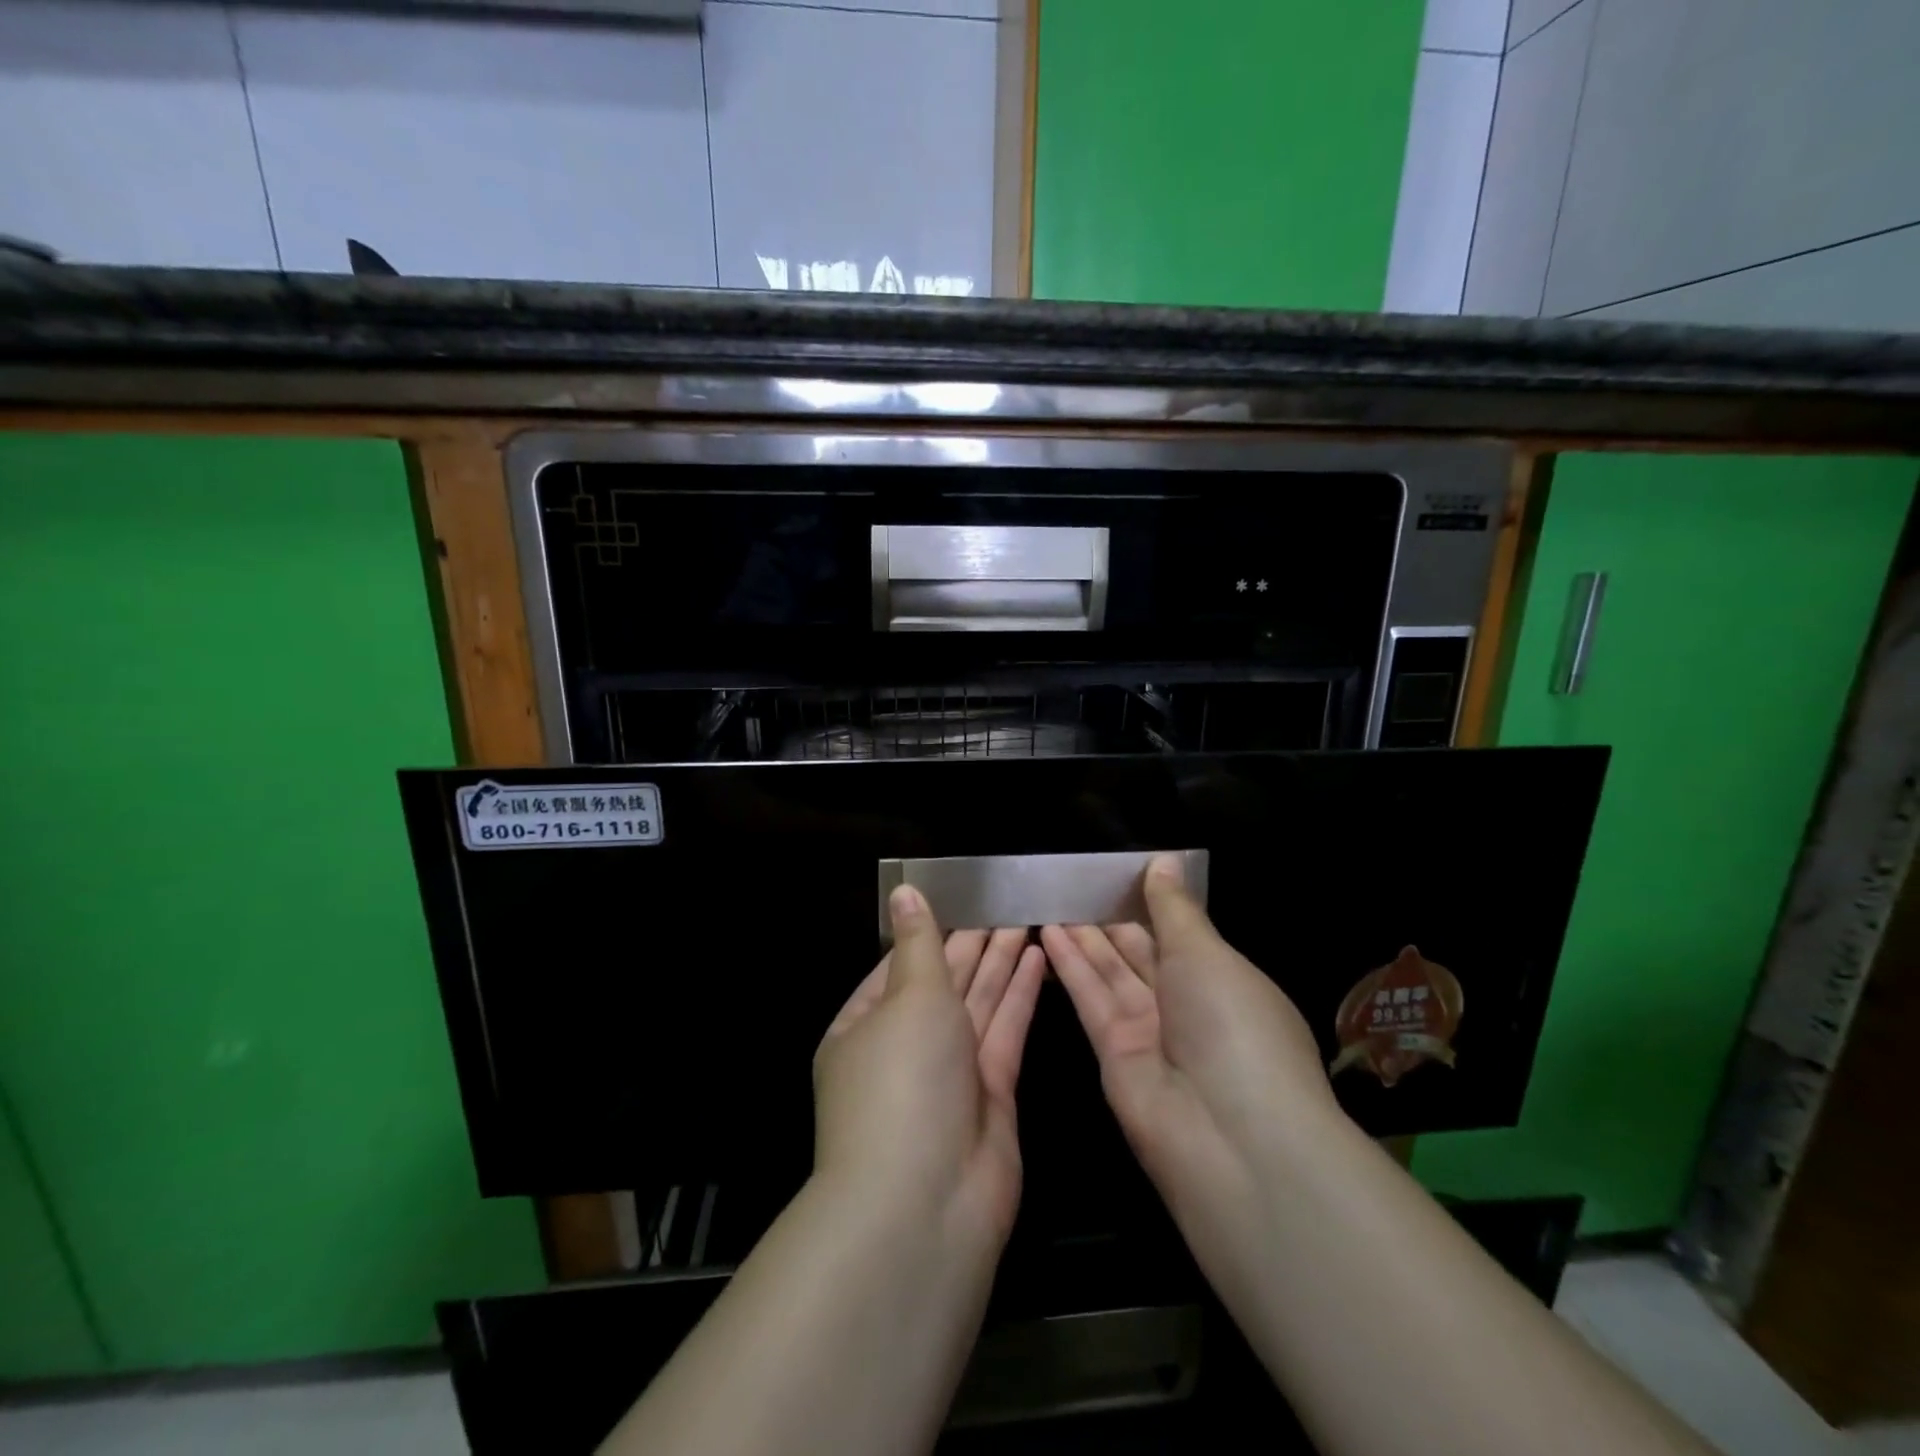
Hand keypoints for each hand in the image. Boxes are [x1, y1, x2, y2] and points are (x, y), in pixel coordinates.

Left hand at [814, 886, 1046, 1248]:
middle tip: (1005, 898)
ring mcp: (949, 1073)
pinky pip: (1005, 1030)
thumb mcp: (908, 997)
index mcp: (864, 1024)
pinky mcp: (992, 1094)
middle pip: (943, 981)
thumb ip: (919, 944)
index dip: (932, 930)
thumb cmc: (902, 1080)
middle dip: (972, 941)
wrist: (925, 1205)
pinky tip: (1037, 957)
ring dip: (1000, 960)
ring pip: (978, 1002)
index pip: (900, 963)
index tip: (962, 895)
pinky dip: (1020, 994)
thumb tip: (904, 892)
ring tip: (1026, 917)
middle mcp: (905, 1047)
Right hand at [1040, 855, 1341, 1225]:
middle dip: (1109, 921)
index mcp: (1223, 980)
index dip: (1149, 904)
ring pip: (1110, 973)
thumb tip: (1164, 859)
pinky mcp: (1113, 1055)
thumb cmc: (1234, 1024)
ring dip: (1082, 938)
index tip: (1116, 874)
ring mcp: (1149, 1032)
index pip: (1180, 934)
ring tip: (1049, 901)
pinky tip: (1047, 933)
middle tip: (1071, 884)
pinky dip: (1071, 966)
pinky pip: (1092, 999)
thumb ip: (1174, 908)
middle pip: (1140, 954)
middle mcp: (1187, 1006)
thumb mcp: (1208, 953)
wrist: (1231, 1137)